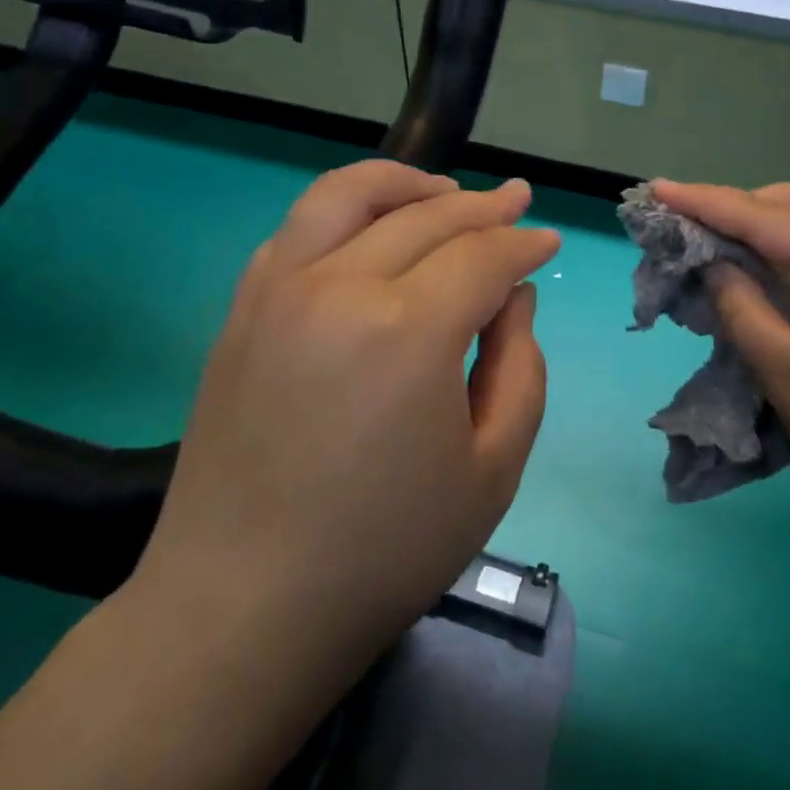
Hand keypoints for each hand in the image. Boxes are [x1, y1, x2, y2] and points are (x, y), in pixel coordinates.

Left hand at [133, 162, 560, 678]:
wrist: (244, 606)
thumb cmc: (385, 549)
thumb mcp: (493, 469)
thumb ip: (519, 367)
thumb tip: (512, 297)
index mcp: (407, 330)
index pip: (481, 255)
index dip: (522, 244)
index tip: (548, 241)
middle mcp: (337, 287)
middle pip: (425, 217)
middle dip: (482, 206)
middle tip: (516, 202)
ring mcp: (278, 292)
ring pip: (347, 196)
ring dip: (405, 183)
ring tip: (442, 189)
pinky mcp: (241, 312)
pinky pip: (297, 230)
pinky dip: (343, 211)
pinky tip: (369, 229)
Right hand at [651, 179, 789, 539]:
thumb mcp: (784, 371)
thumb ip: (742, 307)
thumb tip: (716, 266)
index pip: (768, 218)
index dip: (707, 202)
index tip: (659, 190)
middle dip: (752, 203)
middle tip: (708, 232)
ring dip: (777, 225)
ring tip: (734, 254)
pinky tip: (773, 283)